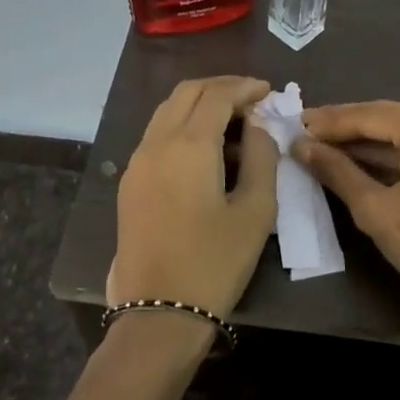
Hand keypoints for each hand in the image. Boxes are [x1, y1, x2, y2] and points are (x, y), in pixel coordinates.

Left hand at [107, 76, 277, 319]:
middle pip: (187, 93)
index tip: (269, 91)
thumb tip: (259, 125)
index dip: (245, 87)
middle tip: (253, 100)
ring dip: (200, 105)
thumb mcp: (255, 210)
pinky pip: (157, 135)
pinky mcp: (130, 182)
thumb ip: (261, 157)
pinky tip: (207, 149)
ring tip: (234, 122)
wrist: (159, 312)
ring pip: (167, 111)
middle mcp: (156, 143)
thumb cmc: (216, 262)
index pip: (217, 95)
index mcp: (189, 145)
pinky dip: (183, 126)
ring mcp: (137, 162)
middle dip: (221, 88)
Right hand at [297, 101, 399, 368]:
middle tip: (308, 132)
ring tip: (329, 146)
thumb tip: (301, 146)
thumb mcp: (377, 211)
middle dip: (350, 128)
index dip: (332, 120)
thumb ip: (337, 171)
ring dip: (374, 142)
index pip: (374, 114)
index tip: (296, 122)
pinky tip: (368, 160)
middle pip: (394, 118)